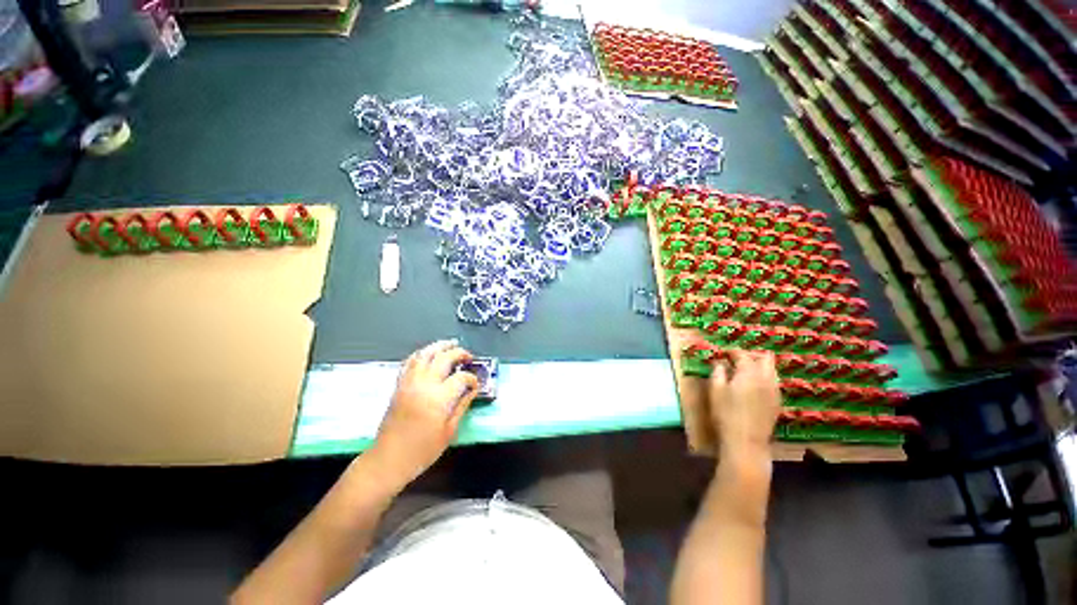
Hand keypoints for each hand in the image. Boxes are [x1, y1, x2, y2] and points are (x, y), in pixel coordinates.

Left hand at [369, 340, 479, 489]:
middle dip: (459, 353)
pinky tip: (429, 354)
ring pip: (425, 354)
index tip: (476, 384)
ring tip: (451, 344)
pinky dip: (421, 354)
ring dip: (440, 346)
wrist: (388, 460)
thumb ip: (462, 407)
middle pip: (444, 358)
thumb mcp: (449, 432)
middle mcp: (424, 385)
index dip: (472, 379)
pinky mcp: (399, 385)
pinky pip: (409, 362)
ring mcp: (409, 383)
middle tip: (468, 357)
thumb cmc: (421, 451)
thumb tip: (472, 391)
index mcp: (438, 398)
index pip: (461, 378)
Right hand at [708, 349, 780, 459]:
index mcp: (749, 373)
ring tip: (746, 371)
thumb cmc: (726, 414)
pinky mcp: (777, 402)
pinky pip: (773, 383)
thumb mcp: (715, 391)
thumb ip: (718, 372)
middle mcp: (766, 378)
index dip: (732, 351)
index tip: (723, 352)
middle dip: (752, 355)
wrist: (746, 442)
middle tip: (738, 359)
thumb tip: (720, 363)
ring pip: (772, 370)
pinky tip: (754, 386)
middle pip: (765, 358)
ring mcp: (774, 391)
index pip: (742, 354)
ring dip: (760, 366)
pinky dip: (765, 378)